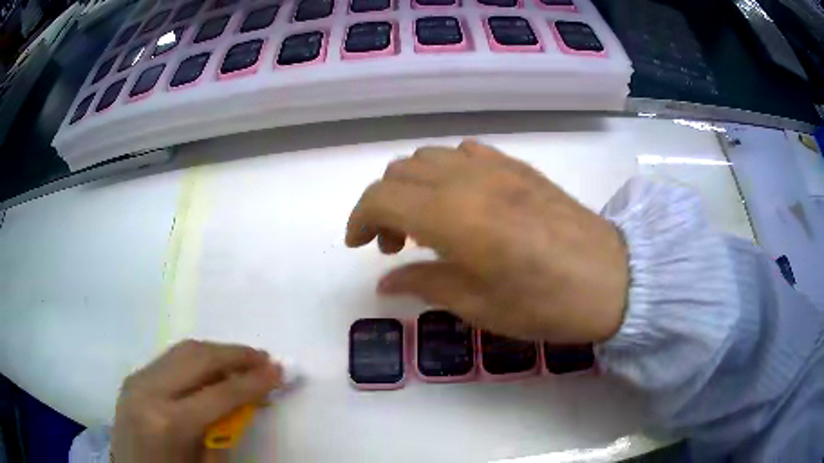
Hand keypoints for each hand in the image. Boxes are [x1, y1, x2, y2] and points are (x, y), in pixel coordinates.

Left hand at [112, 340, 281, 462]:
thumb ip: (225, 430)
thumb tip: (246, 400)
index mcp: (170, 423)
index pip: (220, 393)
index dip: (253, 381)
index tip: (279, 371)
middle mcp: (149, 391)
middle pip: (198, 358)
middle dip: (236, 355)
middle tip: (264, 359)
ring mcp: (136, 380)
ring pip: (182, 351)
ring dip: (216, 353)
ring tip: (242, 360)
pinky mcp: (132, 378)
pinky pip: (169, 360)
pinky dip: (195, 360)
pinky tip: (211, 369)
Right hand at [346, 141, 628, 342]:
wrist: (612, 279)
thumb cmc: (545, 303)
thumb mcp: (479, 306)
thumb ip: (425, 284)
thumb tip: (387, 281)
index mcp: (452, 217)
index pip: (380, 197)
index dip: (359, 218)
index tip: (357, 245)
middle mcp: (468, 180)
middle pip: (399, 171)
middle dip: (382, 204)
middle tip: (394, 244)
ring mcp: (496, 167)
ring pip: (430, 156)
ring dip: (412, 185)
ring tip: (426, 221)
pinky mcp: (519, 166)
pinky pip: (466, 152)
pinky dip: (447, 170)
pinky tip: (462, 199)